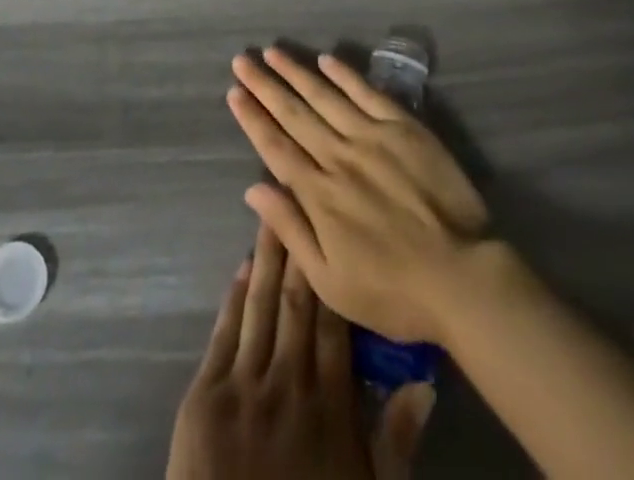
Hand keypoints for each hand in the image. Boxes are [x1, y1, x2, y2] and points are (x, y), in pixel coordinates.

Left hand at [167, 222, 432, 479]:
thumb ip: (396, 441)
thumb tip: (426, 383)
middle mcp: (290, 384)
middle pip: (298, 303)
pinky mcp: (206, 397)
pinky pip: (224, 336)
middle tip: (301, 192)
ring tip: (272, 211)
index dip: (334, 273)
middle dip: (300, 247)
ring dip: (267, 257)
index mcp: (331, 407)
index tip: (334, 226)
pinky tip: (241, 266)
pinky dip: (233, 298)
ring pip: (261, 307)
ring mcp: (245, 387)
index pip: (335, 324)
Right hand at [227, 48, 490, 347]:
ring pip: (324, 95)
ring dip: (296, 72)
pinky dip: (345, 74)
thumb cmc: (392, 290)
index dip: (252, 118)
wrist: (461, 276)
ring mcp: (372, 136)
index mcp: (319, 194)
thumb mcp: (331, 281)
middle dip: (264, 85)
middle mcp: (339, 156)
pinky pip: (367, 92)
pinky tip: (326, 59)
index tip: (234, 92)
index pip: (275, 147)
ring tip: (273, 52)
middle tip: (242, 59)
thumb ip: (291, 230)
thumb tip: (253, 189)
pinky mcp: (403, 127)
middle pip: (294, 113)